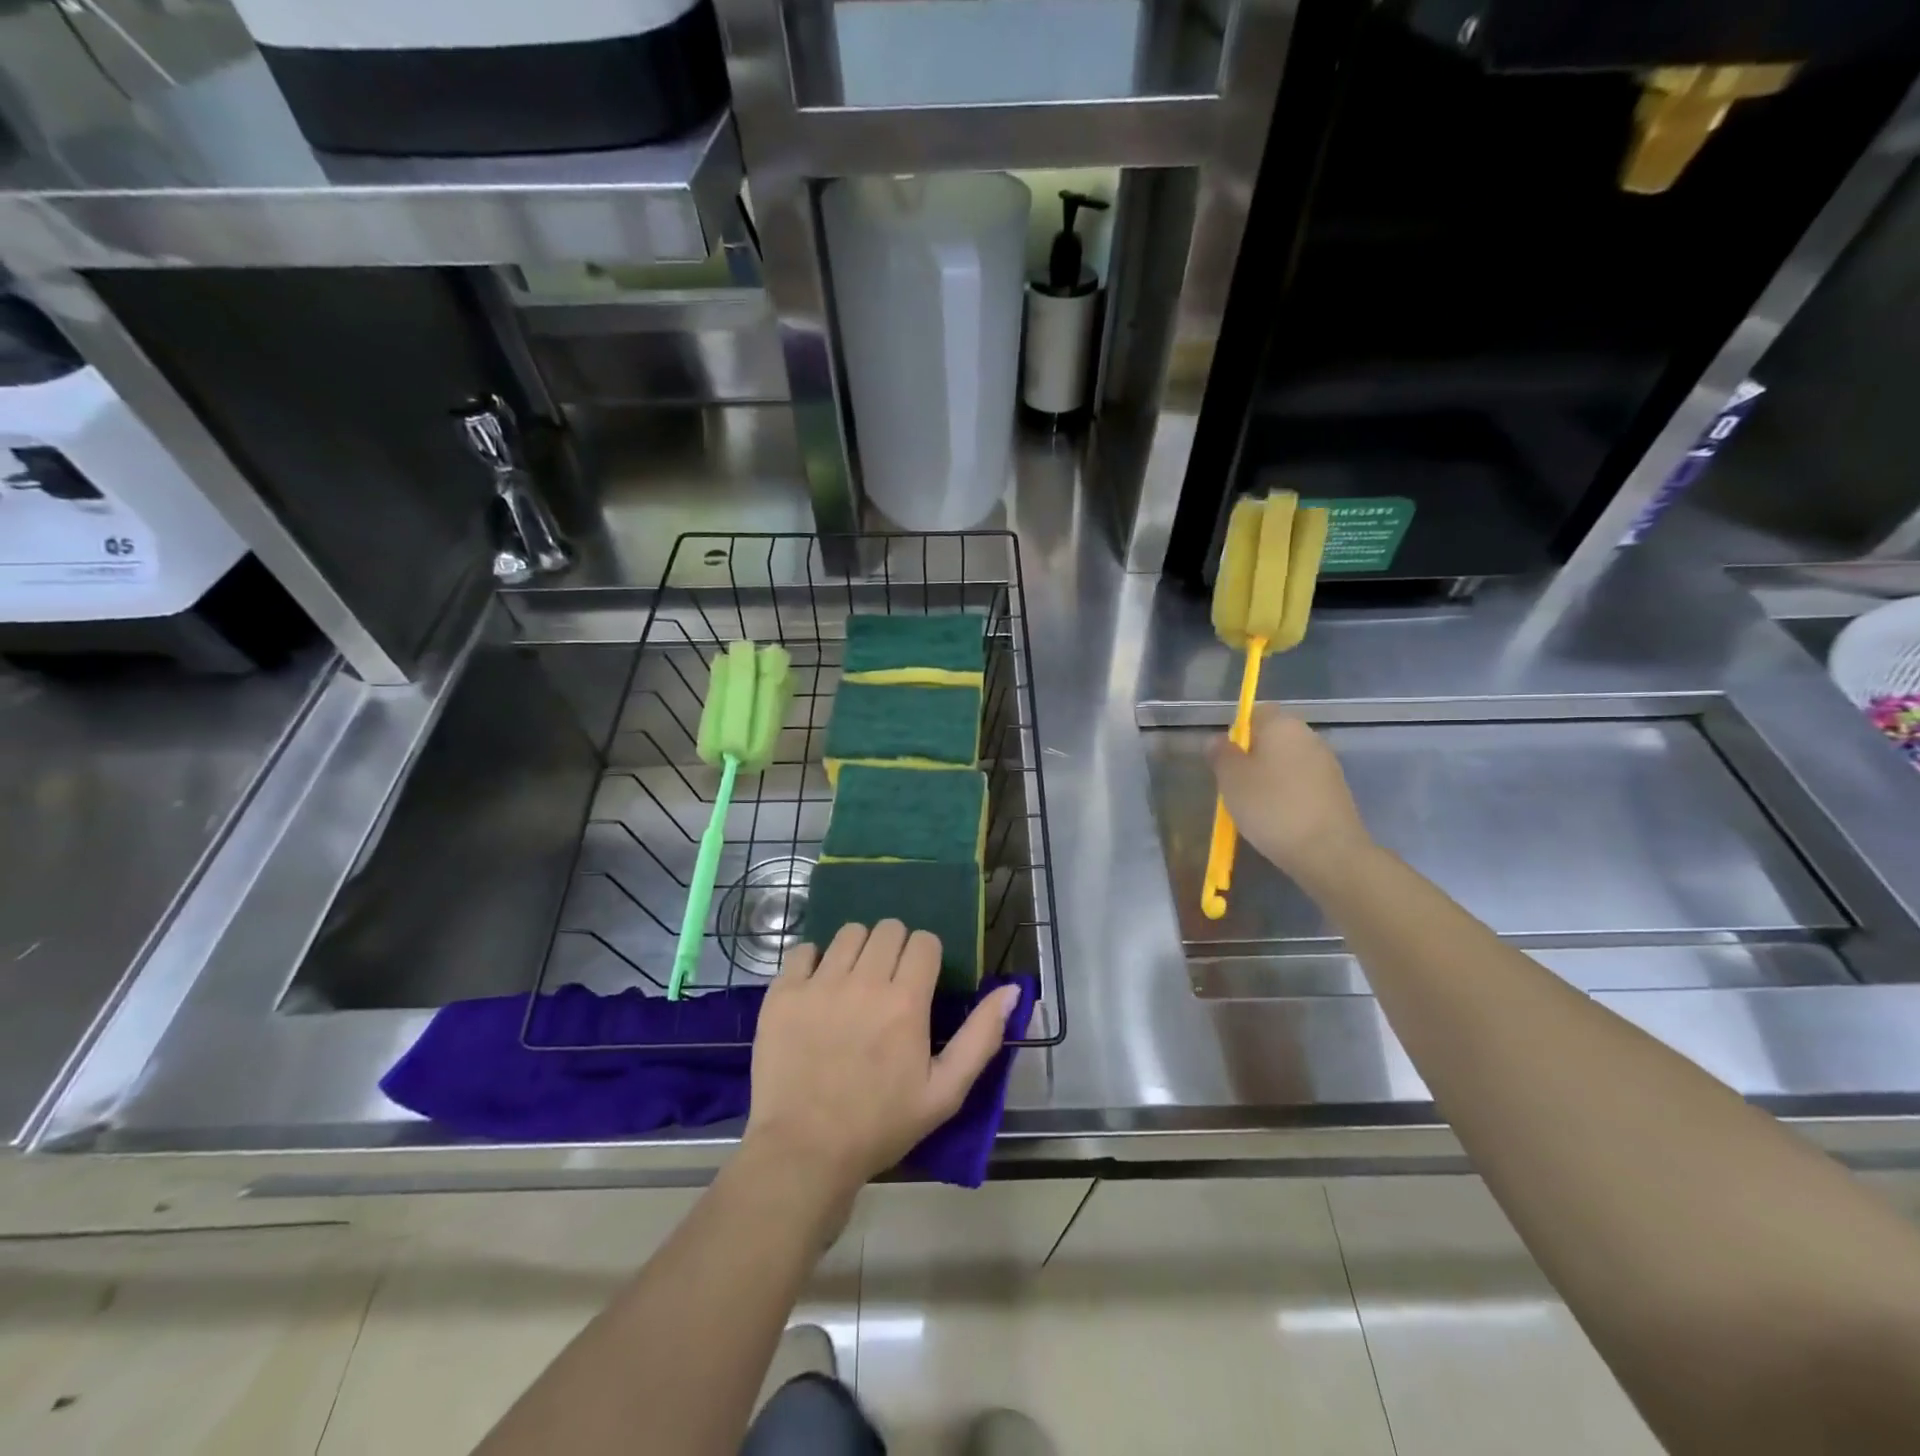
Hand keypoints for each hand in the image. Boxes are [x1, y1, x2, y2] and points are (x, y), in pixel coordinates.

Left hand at [743, 920, 1020, 1199]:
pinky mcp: (783, 994)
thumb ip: (982, 1036)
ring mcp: (819, 984)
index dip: (927, 957)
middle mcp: (863, 981)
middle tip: (889, 982)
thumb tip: (1011, 990)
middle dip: (895, 948)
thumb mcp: (945, 1093)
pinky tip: (818, 988)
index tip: (920, 981)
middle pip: (888, 928)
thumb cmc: (881, 1125)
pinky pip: (803, 950)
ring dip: (858, 949)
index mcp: (906, 1001)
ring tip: (854, 982)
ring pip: (849, 932)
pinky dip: (814, 961)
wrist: (804, 1152)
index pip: (924, 941)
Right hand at [1211, 707, 1373, 888]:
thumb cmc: (1271, 807)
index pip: (1255, 711)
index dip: (1237, 731)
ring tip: (1255, 806)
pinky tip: (1279, 818)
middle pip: (1273, 736)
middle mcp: (1308, 736)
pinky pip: (1302, 782)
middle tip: (1235, 784)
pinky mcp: (1336, 789)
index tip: (1226, 758)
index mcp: (1282, 724)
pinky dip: (1288, 793)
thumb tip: (1218, 739)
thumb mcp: (1231, 779)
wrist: (1328, 851)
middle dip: (1253, 755)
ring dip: (1271, 776)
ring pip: (1288, 760)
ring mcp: (1326, 763)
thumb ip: (1221, 754)